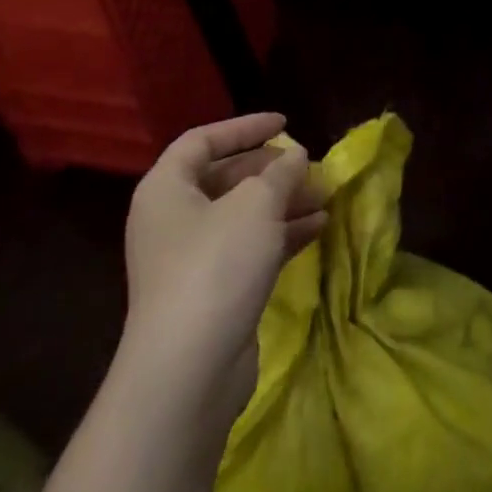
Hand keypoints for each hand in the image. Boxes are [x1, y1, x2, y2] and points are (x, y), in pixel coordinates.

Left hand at [120, 112, 326, 413]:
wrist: (188, 367)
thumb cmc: (216, 265)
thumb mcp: (257, 204)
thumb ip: (281, 172)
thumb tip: (295, 155)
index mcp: (166, 190)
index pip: (202, 140)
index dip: (244, 127)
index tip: (286, 123)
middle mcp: (172, 219)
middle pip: (224, 178)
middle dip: (272, 169)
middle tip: (310, 166)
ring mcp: (191, 257)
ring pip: (242, 214)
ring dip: (283, 201)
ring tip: (324, 194)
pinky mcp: (212, 289)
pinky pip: (250, 246)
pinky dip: (282, 233)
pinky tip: (318, 227)